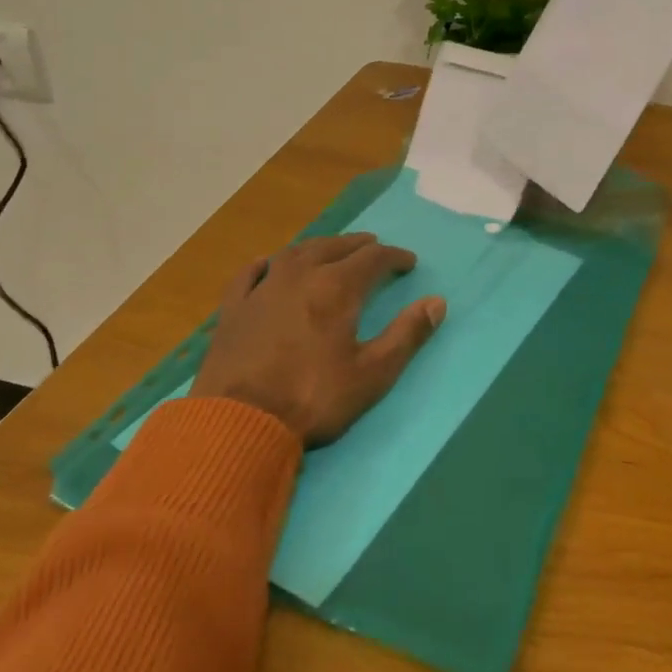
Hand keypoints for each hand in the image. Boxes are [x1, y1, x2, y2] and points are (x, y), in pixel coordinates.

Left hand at [193, 234, 445, 447]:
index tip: (409, 263)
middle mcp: (300, 276)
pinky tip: (268, 264)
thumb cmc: (312, 399)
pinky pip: (250, 274)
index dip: (394, 257)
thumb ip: (407, 335)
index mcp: (336, 288)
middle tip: (374, 248)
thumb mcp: (372, 374)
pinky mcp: (233, 310)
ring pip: (295, 252)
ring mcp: (262, 290)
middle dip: (358, 245)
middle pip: (334, 247)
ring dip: (319, 247)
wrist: (238, 425)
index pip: (373, 258)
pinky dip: (266, 264)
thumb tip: (437, 302)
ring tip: (332, 250)